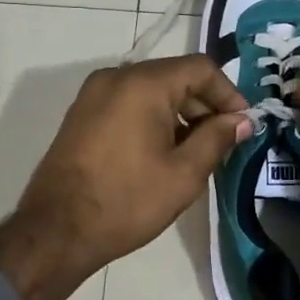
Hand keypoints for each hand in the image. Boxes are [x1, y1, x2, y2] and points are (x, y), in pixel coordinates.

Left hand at [0, 56, 250, 299]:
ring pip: (150, 89)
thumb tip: (241, 120)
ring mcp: (93, 94)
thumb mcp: (184, 174)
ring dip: (179, 112)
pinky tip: (161, 152)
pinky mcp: (81, 114)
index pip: (200, 68)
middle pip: (174, 76)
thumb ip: (217, 139)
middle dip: (204, 104)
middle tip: (223, 140)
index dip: (228, 93)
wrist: (56, 230)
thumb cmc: (127, 201)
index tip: (242, 125)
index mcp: (143, 84)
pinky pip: (128, 102)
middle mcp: (116, 77)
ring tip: (194, 151)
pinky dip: (152, 117)